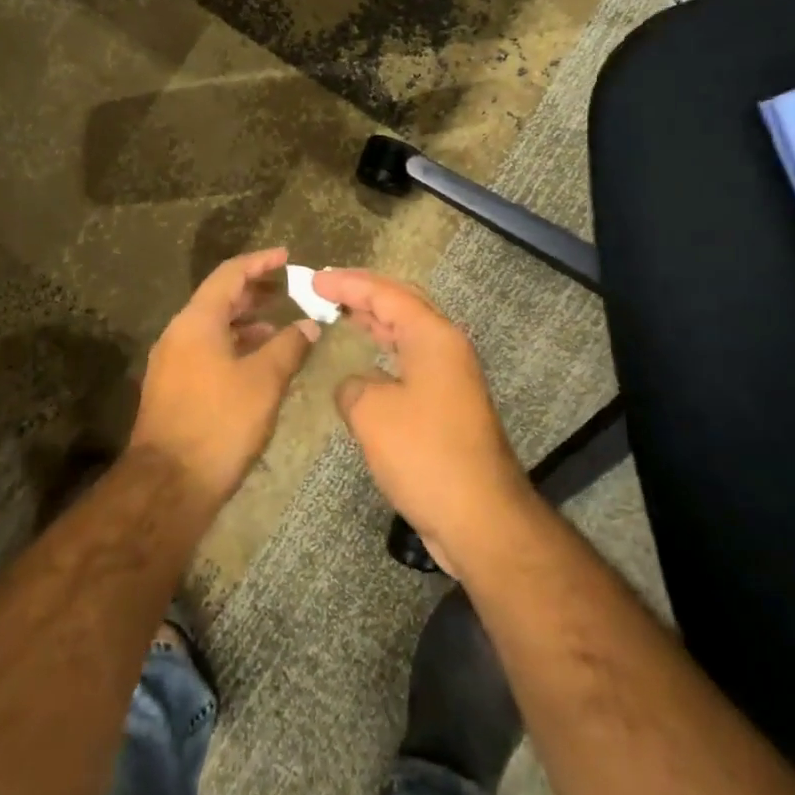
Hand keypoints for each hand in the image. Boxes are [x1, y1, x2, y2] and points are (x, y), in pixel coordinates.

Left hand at [132, 249, 317, 509]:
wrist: (169, 484)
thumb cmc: (220, 422)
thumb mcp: (264, 381)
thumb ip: (289, 346)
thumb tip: (309, 325)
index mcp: (197, 322)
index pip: (230, 274)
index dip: (260, 262)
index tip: (287, 256)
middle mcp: (179, 334)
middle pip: (218, 298)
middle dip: (254, 292)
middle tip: (287, 289)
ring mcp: (172, 362)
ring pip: (212, 327)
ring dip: (245, 322)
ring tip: (279, 326)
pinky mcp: (173, 387)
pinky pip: (206, 350)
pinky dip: (233, 345)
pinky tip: (257, 362)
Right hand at [313, 270, 531, 571]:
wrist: (480, 516)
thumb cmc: (424, 454)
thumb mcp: (372, 413)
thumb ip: (353, 387)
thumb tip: (356, 386)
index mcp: (433, 336)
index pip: (385, 293)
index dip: (347, 283)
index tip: (314, 279)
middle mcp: (447, 347)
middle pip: (402, 305)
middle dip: (364, 294)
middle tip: (326, 289)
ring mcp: (451, 377)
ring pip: (408, 334)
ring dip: (376, 322)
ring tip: (342, 314)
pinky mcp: (449, 405)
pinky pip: (411, 362)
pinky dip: (385, 353)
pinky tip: (367, 365)